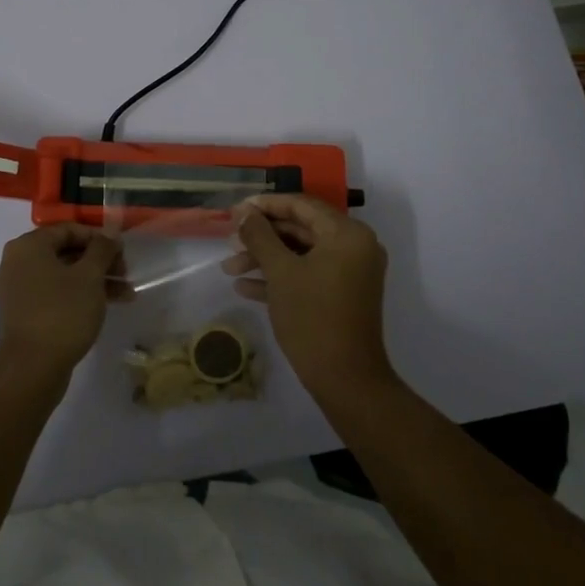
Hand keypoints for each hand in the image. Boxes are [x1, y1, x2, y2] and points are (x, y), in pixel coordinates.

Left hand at [0, 224, 129, 382]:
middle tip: (125, 273)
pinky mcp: (23, 314)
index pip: (68, 229)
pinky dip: (78, 296)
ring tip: (125, 294)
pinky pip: (54, 295)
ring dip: (94, 281)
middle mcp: (16, 263)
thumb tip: (109, 236)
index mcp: (27, 247)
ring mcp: (17, 291)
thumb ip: (102, 250)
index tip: (121, 252)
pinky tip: (105, 306)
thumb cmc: (62, 313)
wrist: (31, 370)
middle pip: (65, 252)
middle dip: (99, 262)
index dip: (98, 238)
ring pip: (62, 276)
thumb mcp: (89, 276)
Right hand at [222, 195, 391, 396]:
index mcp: (347, 234)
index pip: (302, 205)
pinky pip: (309, 275)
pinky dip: (280, 278)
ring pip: (301, 254)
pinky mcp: (343, 296)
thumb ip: (259, 236)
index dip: (266, 205)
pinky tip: (245, 288)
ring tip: (229, 268)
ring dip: (266, 259)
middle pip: (301, 229)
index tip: (235, 210)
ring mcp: (350, 273)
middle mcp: (354, 247)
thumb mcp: (280, 272)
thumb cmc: (313, 318)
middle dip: (262, 237)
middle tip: (229, 242)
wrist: (346, 380)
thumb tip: (242, 211)